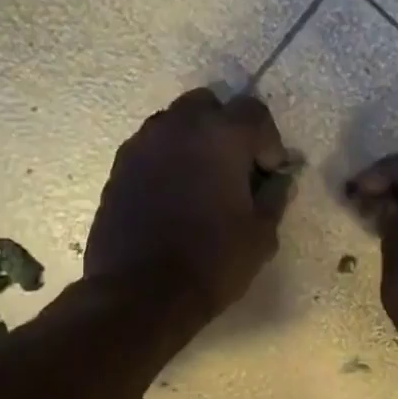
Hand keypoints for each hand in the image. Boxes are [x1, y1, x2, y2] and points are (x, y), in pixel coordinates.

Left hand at [86, 89, 292, 321]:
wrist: (140, 293)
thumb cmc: (213, 261)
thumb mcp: (262, 234)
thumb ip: (274, 197)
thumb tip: (279, 180)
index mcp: (221, 135)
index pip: (254, 112)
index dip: (269, 142)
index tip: (270, 175)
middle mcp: (178, 126)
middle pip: (209, 106)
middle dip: (228, 130)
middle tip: (237, 169)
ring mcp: (142, 145)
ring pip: (176, 124)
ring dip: (195, 143)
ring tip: (203, 184)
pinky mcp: (118, 168)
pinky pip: (152, 150)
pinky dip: (168, 162)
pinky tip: (175, 198)